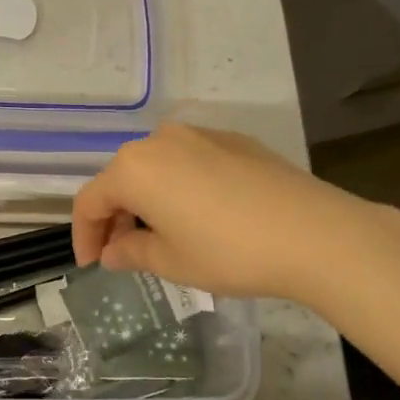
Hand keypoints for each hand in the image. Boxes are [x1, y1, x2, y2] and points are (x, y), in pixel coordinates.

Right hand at [72, 122, 362, 301]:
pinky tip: (201, 217)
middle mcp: (161, 140)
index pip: (90, 201)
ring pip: (157, 168)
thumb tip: (113, 252)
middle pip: (122, 179)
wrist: (315, 233)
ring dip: (148, 201)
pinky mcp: (234, 140)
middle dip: (117, 217)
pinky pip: (190, 163)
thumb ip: (132, 252)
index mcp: (135, 168)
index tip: (92, 265)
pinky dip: (180, 188)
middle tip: (124, 254)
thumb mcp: (172, 261)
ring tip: (162, 237)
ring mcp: (201, 135)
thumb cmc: (229, 252)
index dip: (84, 235)